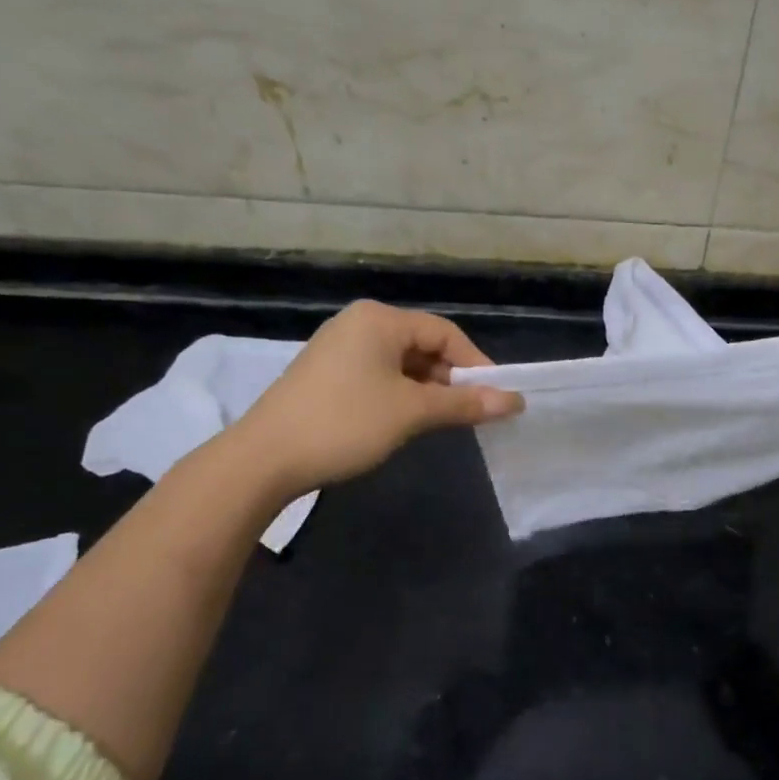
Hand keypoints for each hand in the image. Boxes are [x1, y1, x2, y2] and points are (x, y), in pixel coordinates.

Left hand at [227, 301, 522, 498]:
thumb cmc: (345, 423)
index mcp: (380, 319)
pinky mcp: (326, 373)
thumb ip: (465, 403)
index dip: (476, 364)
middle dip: (451, 379)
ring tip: (443, 421)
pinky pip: (378, 375)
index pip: (445, 332)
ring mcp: (339, 348)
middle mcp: (359, 323)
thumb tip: (515, 401)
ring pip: (401, 363)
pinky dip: (401, 395)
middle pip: (423, 345)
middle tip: (472, 412)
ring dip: (427, 390)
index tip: (496, 397)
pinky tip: (406, 421)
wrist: (263, 459)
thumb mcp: (412, 412)